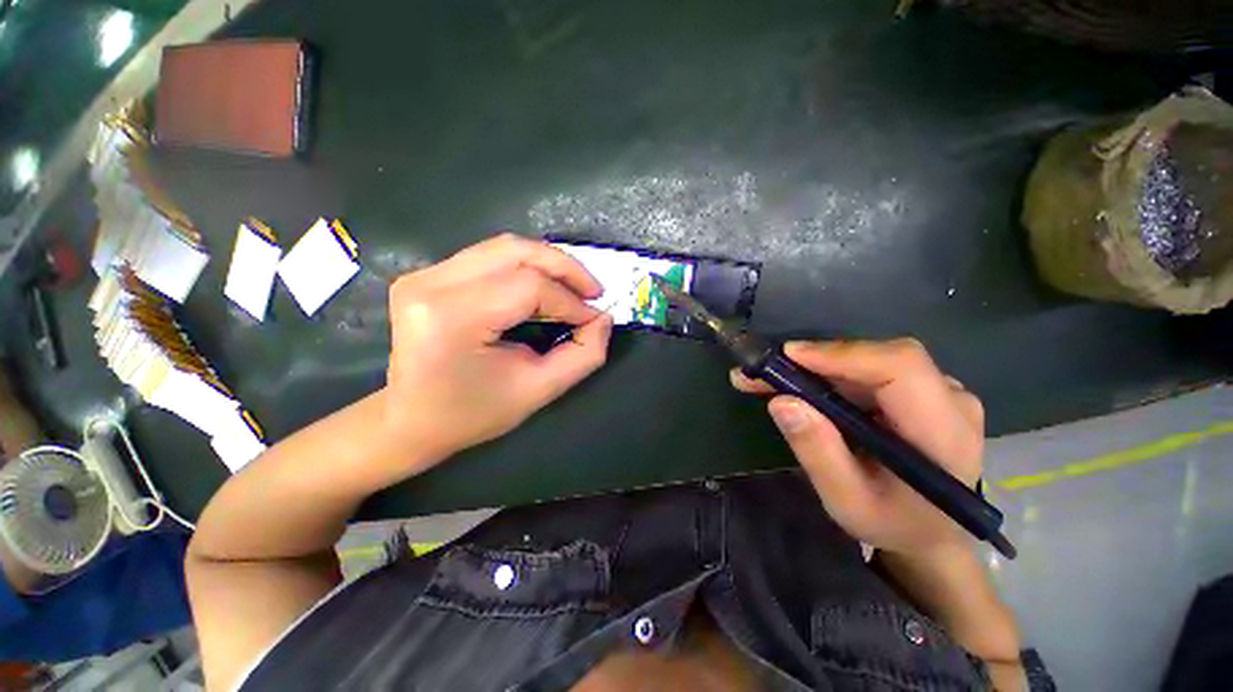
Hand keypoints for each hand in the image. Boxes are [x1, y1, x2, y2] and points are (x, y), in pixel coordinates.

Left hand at [382, 234, 612, 464]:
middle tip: (593, 291)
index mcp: (452, 317)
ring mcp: (424, 274)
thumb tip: (604, 318)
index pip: (528, 287)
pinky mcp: (427, 275)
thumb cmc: (472, 414)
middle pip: (515, 251)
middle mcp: (431, 284)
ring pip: (504, 247)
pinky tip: (544, 288)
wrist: (409, 421)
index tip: (595, 318)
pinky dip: (526, 267)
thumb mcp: (538, 391)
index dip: (570, 300)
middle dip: (564, 267)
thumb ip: (583, 355)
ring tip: (574, 288)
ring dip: (548, 263)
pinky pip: (490, 257)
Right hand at [732, 339, 983, 557]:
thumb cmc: (893, 524)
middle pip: (877, 358)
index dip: (842, 354)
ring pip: (866, 360)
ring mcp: (937, 391)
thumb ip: (819, 453)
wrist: (930, 531)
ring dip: (812, 368)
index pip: (901, 368)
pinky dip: (825, 374)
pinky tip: (795, 385)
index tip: (788, 357)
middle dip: (812, 361)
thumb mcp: (848, 502)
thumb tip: (782, 401)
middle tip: (759, 373)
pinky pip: (866, 370)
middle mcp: (949, 400)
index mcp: (944, 434)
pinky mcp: (918, 389)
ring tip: (766, 380)